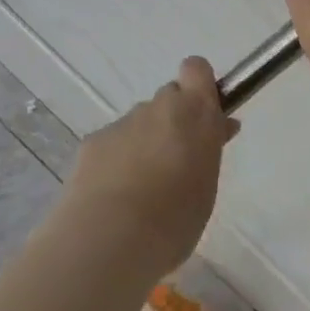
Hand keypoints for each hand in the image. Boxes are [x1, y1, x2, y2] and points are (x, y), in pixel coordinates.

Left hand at [62, 57, 235, 276]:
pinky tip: (110, 197)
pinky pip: (111, 145)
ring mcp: (123, 123)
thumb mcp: (207, 186)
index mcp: (196, 111)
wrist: (108, 241)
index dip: (198, 85)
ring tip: (139, 190)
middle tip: (173, 161)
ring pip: (139, 124)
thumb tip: (218, 129)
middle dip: (172, 121)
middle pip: (168, 98)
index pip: (197, 69)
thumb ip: (210, 150)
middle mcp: (159, 107)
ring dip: (143, 143)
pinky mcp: (91, 143)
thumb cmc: (175, 218)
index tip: (202, 114)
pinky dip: (113, 162)